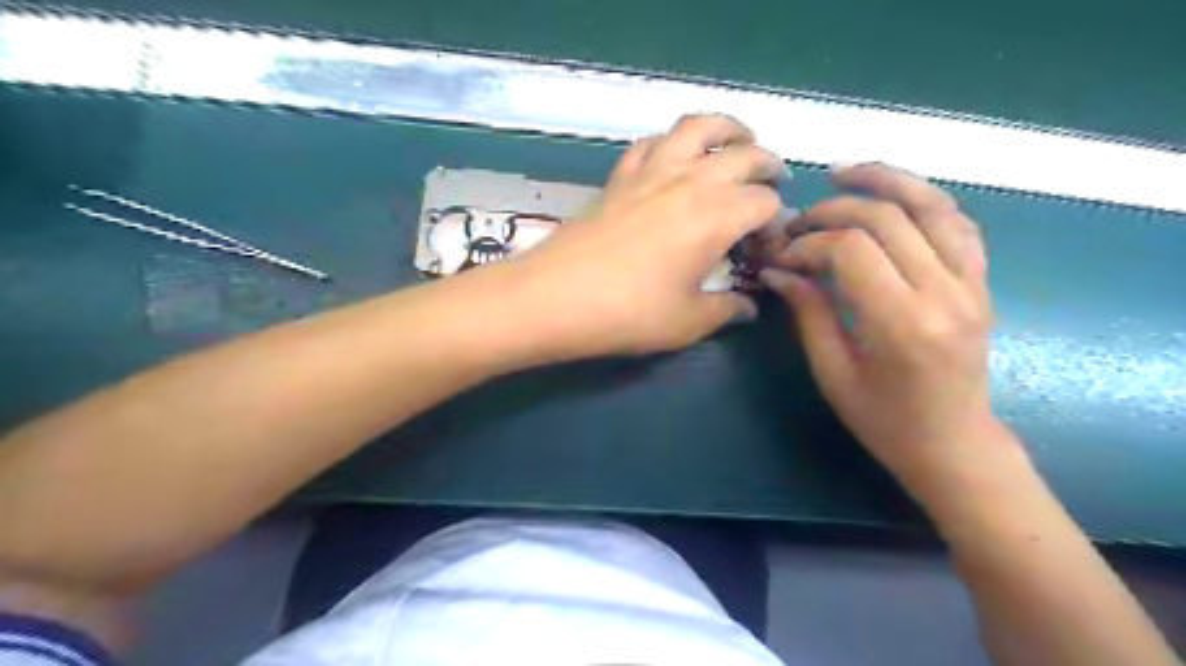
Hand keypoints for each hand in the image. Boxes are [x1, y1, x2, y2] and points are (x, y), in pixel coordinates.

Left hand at [498, 115, 785, 358]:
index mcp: (717, 217)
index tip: (768, 248)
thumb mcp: (688, 322)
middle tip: (773, 184)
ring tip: (737, 143)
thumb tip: (748, 308)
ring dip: (726, 129)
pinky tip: (673, 158)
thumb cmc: (628, 313)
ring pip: (698, 127)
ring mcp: (652, 172)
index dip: (776, 223)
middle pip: (745, 155)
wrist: (555, 297)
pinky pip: (651, 142)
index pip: (766, 203)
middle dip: (768, 166)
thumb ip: (726, 311)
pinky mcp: (620, 177)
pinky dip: (670, 142)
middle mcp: (691, 181)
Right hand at [758, 164, 998, 486]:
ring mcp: (972, 283)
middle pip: (888, 218)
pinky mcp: (981, 282)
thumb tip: (778, 270)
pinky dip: (925, 199)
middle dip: (834, 210)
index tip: (782, 256)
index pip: (852, 249)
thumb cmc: (884, 421)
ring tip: (844, 173)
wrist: (953, 444)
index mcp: (903, 324)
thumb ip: (808, 313)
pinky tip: (894, 196)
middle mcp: (945, 293)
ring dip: (886, 180)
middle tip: (800, 222)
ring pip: (932, 205)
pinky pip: (959, 223)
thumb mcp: (832, 372)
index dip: (809, 243)